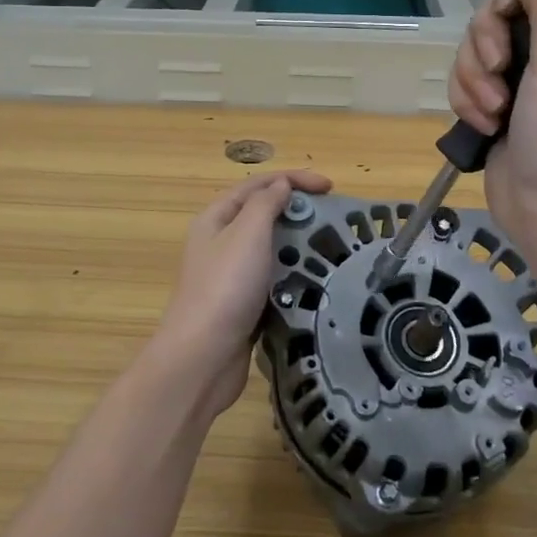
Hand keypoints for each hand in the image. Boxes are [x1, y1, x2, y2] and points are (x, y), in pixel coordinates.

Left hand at [156, 169, 332, 414]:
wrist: (203, 358)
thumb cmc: (225, 287)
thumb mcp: (247, 234)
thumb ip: (265, 204)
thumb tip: (281, 185)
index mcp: (216, 218)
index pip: (257, 185)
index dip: (293, 179)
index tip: (330, 187)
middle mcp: (220, 243)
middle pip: (261, 214)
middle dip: (296, 210)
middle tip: (333, 217)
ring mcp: (230, 276)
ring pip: (268, 248)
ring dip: (297, 243)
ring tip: (330, 247)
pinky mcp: (242, 305)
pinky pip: (271, 279)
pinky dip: (292, 274)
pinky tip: (314, 281)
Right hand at [448, 0, 536, 259]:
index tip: (507, 21)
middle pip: (507, 9)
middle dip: (489, 44)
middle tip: (497, 72)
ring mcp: (533, 74)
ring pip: (481, 43)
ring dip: (475, 76)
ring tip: (492, 111)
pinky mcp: (504, 99)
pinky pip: (471, 74)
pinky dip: (469, 98)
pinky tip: (483, 124)